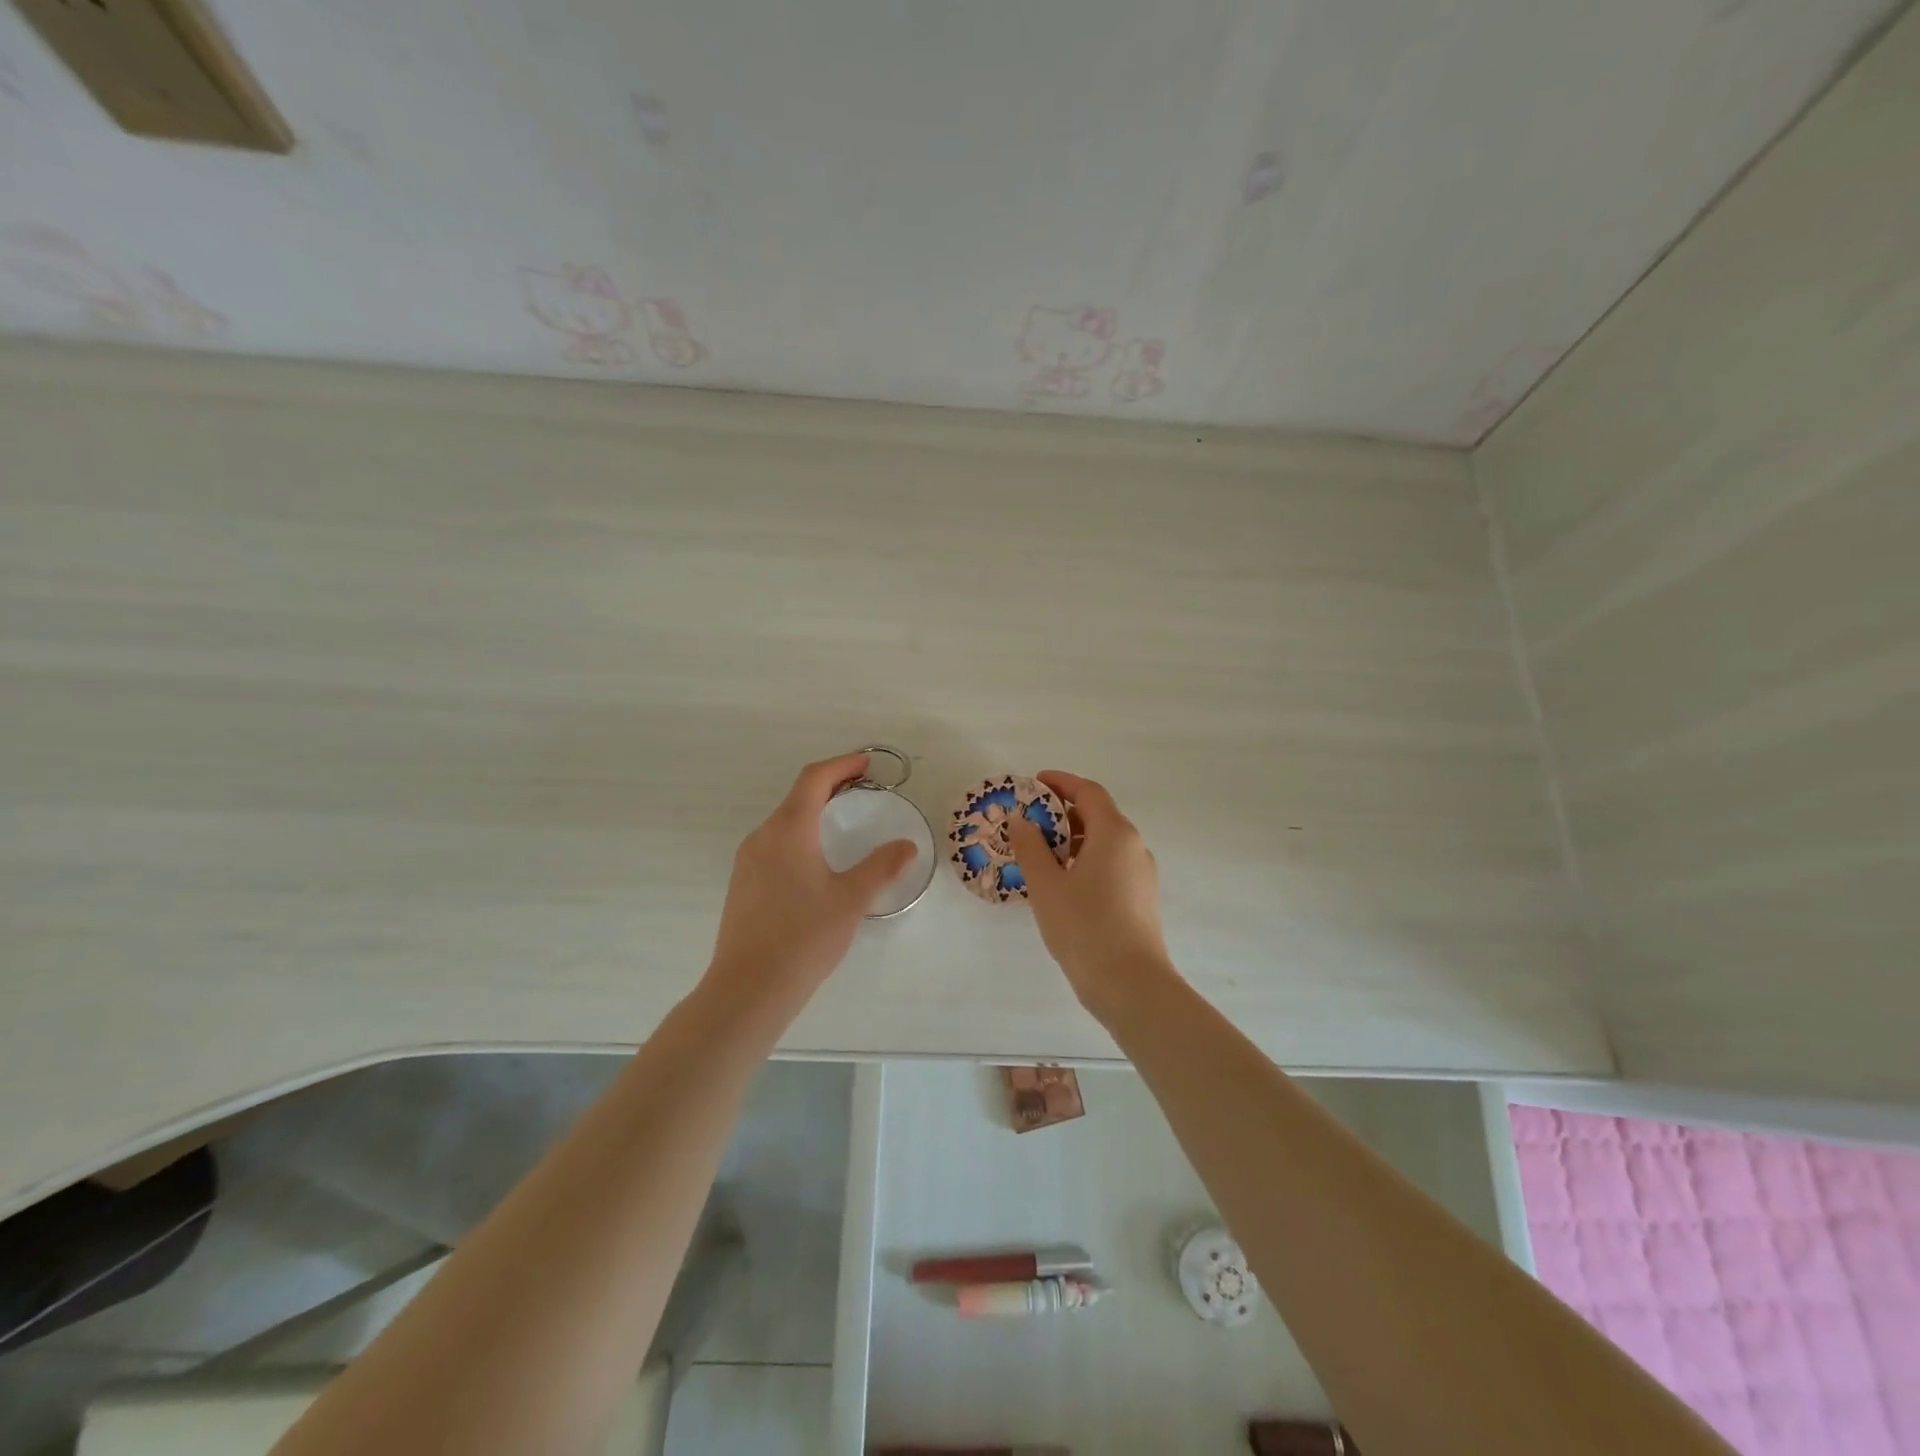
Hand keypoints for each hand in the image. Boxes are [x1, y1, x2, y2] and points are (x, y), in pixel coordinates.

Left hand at [705, 754, 916, 1015]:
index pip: (814, 779)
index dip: (842, 765)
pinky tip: (816, 861)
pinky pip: (774, 844)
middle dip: (831, 786)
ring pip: (784, 821)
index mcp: (789, 830)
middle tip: (863, 788)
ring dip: (814, 811)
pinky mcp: (742, 884)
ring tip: (843, 821)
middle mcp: (762, 836)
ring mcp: (747, 861)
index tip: (867, 764)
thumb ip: (881, 867)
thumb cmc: (803, 937)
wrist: (748, 989)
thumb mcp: (851, 900)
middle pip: (797, 796)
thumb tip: (906, 845)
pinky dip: (800, 835)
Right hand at [1007, 770, 1172, 1013]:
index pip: (1089, 792)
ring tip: (1040, 855)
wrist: (1130, 984)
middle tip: (1029, 822)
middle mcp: (1134, 846)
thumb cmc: (1084, 926)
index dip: (1061, 783)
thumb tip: (1020, 820)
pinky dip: (1086, 861)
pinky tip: (1062, 883)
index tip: (1034, 783)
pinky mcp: (1141, 898)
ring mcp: (1141, 874)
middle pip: (1098, 815)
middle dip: (1063, 813)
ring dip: (1073, 840)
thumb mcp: (1046, 884)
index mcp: (1115, 833)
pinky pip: (1111, 865)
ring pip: (1105, 843)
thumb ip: (1031, 847)